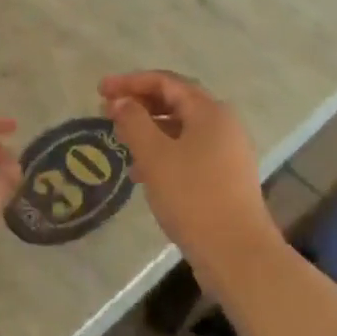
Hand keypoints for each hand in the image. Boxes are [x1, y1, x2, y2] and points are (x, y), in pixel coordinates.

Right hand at [100, 71, 279, 288]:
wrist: (236, 253)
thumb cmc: (193, 196)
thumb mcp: (155, 155)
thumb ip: (133, 121)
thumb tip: (120, 101)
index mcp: (210, 111)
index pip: (166, 82)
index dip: (130, 82)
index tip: (100, 90)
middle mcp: (223, 124)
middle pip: (175, 101)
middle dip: (139, 103)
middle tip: (107, 111)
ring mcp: (227, 151)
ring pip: (181, 128)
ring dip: (149, 128)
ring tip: (120, 140)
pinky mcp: (225, 176)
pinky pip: (188, 150)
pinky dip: (163, 151)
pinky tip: (141, 171)